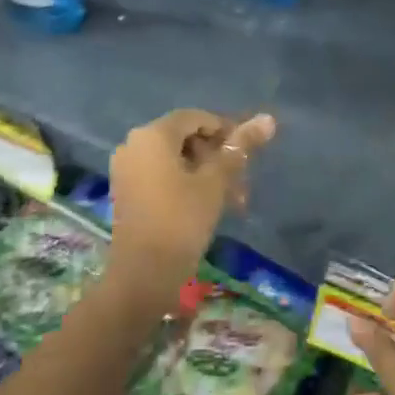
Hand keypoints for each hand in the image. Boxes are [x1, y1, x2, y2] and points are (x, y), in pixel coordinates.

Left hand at [108, 109, 274, 299]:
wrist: (143, 276)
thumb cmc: (182, 220)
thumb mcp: (216, 181)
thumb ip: (240, 147)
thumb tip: (268, 118)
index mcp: (152, 134)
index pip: (196, 118)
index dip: (226, 131)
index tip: (247, 154)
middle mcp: (134, 144)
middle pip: (185, 138)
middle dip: (217, 156)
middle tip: (241, 182)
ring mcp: (126, 169)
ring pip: (176, 160)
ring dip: (206, 174)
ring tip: (232, 201)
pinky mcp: (126, 192)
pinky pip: (161, 175)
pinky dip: (186, 184)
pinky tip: (208, 206)